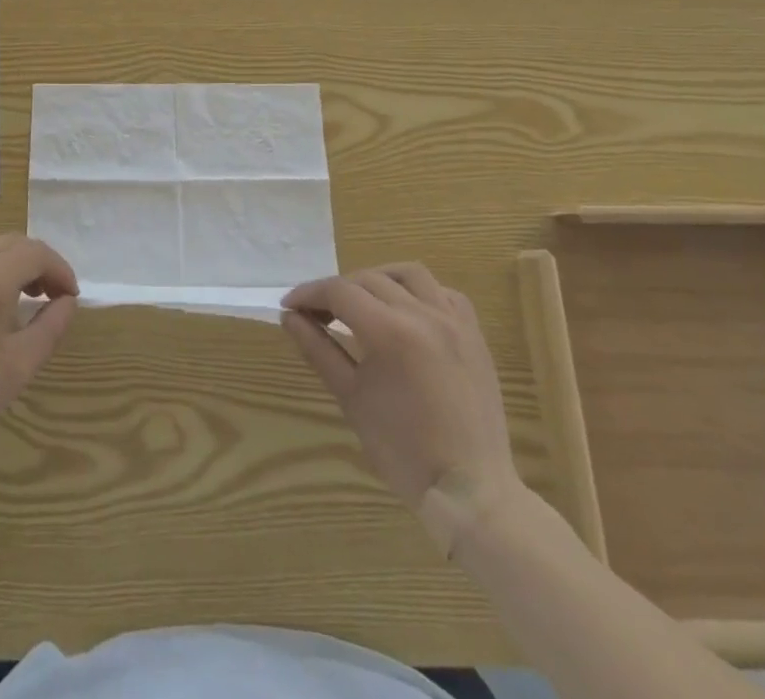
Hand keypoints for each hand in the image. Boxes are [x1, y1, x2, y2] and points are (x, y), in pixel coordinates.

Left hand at [0, 235, 78, 451]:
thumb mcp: (17, 367)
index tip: (69, 295)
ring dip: (9, 262)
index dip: (59, 269)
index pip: (35, 252)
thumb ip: (50, 328)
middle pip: (11, 242)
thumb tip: (67, 301)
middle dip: (37, 262)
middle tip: (47, 295)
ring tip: (16, 297)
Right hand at [282, 263, 522, 549]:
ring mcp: (454, 322)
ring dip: (378, 279)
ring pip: (409, 274)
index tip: (289, 306)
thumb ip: (318, 349)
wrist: (470, 490)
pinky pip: (445, 293)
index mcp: (389, 331)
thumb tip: (289, 317)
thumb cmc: (402, 449)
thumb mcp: (351, 397)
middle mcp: (423, 314)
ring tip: (361, 301)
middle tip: (316, 313)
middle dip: (336, 290)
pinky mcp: (474, 335)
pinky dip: (420, 292)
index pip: (339, 292)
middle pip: (368, 279)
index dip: (309, 294)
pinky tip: (406, 310)